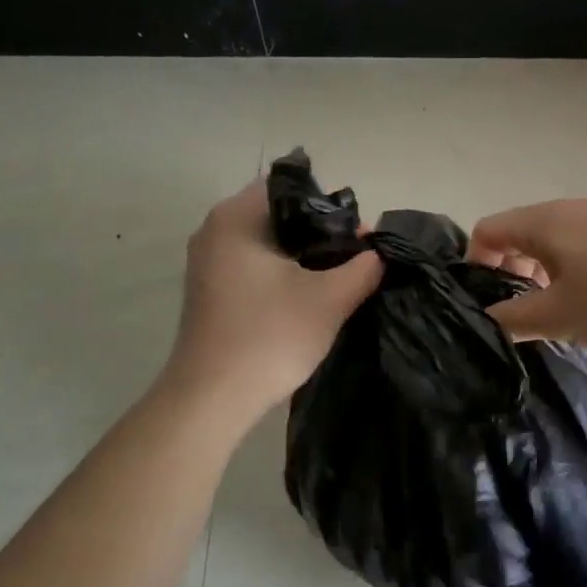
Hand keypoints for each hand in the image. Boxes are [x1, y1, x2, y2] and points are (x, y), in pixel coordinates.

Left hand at [166, 179, 382, 417]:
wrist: (212, 400)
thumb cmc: (269, 337)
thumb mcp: (329, 300)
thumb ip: (362, 268)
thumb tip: (378, 252)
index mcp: (235, 218)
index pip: (291, 187)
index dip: (331, 205)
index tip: (358, 234)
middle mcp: (214, 231)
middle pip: (280, 214)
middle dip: (322, 231)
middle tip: (356, 257)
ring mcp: (209, 263)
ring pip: (270, 242)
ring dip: (305, 255)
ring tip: (340, 278)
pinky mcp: (212, 291)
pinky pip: (256, 266)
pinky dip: (284, 273)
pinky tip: (309, 297)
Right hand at [468, 198, 586, 347]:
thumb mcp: (556, 316)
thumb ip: (512, 319)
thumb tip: (485, 318)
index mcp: (542, 222)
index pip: (487, 230)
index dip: (475, 264)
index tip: (487, 300)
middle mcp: (566, 209)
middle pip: (518, 232)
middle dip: (509, 270)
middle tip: (521, 309)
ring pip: (550, 240)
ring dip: (540, 272)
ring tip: (556, 309)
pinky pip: (579, 244)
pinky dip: (569, 268)